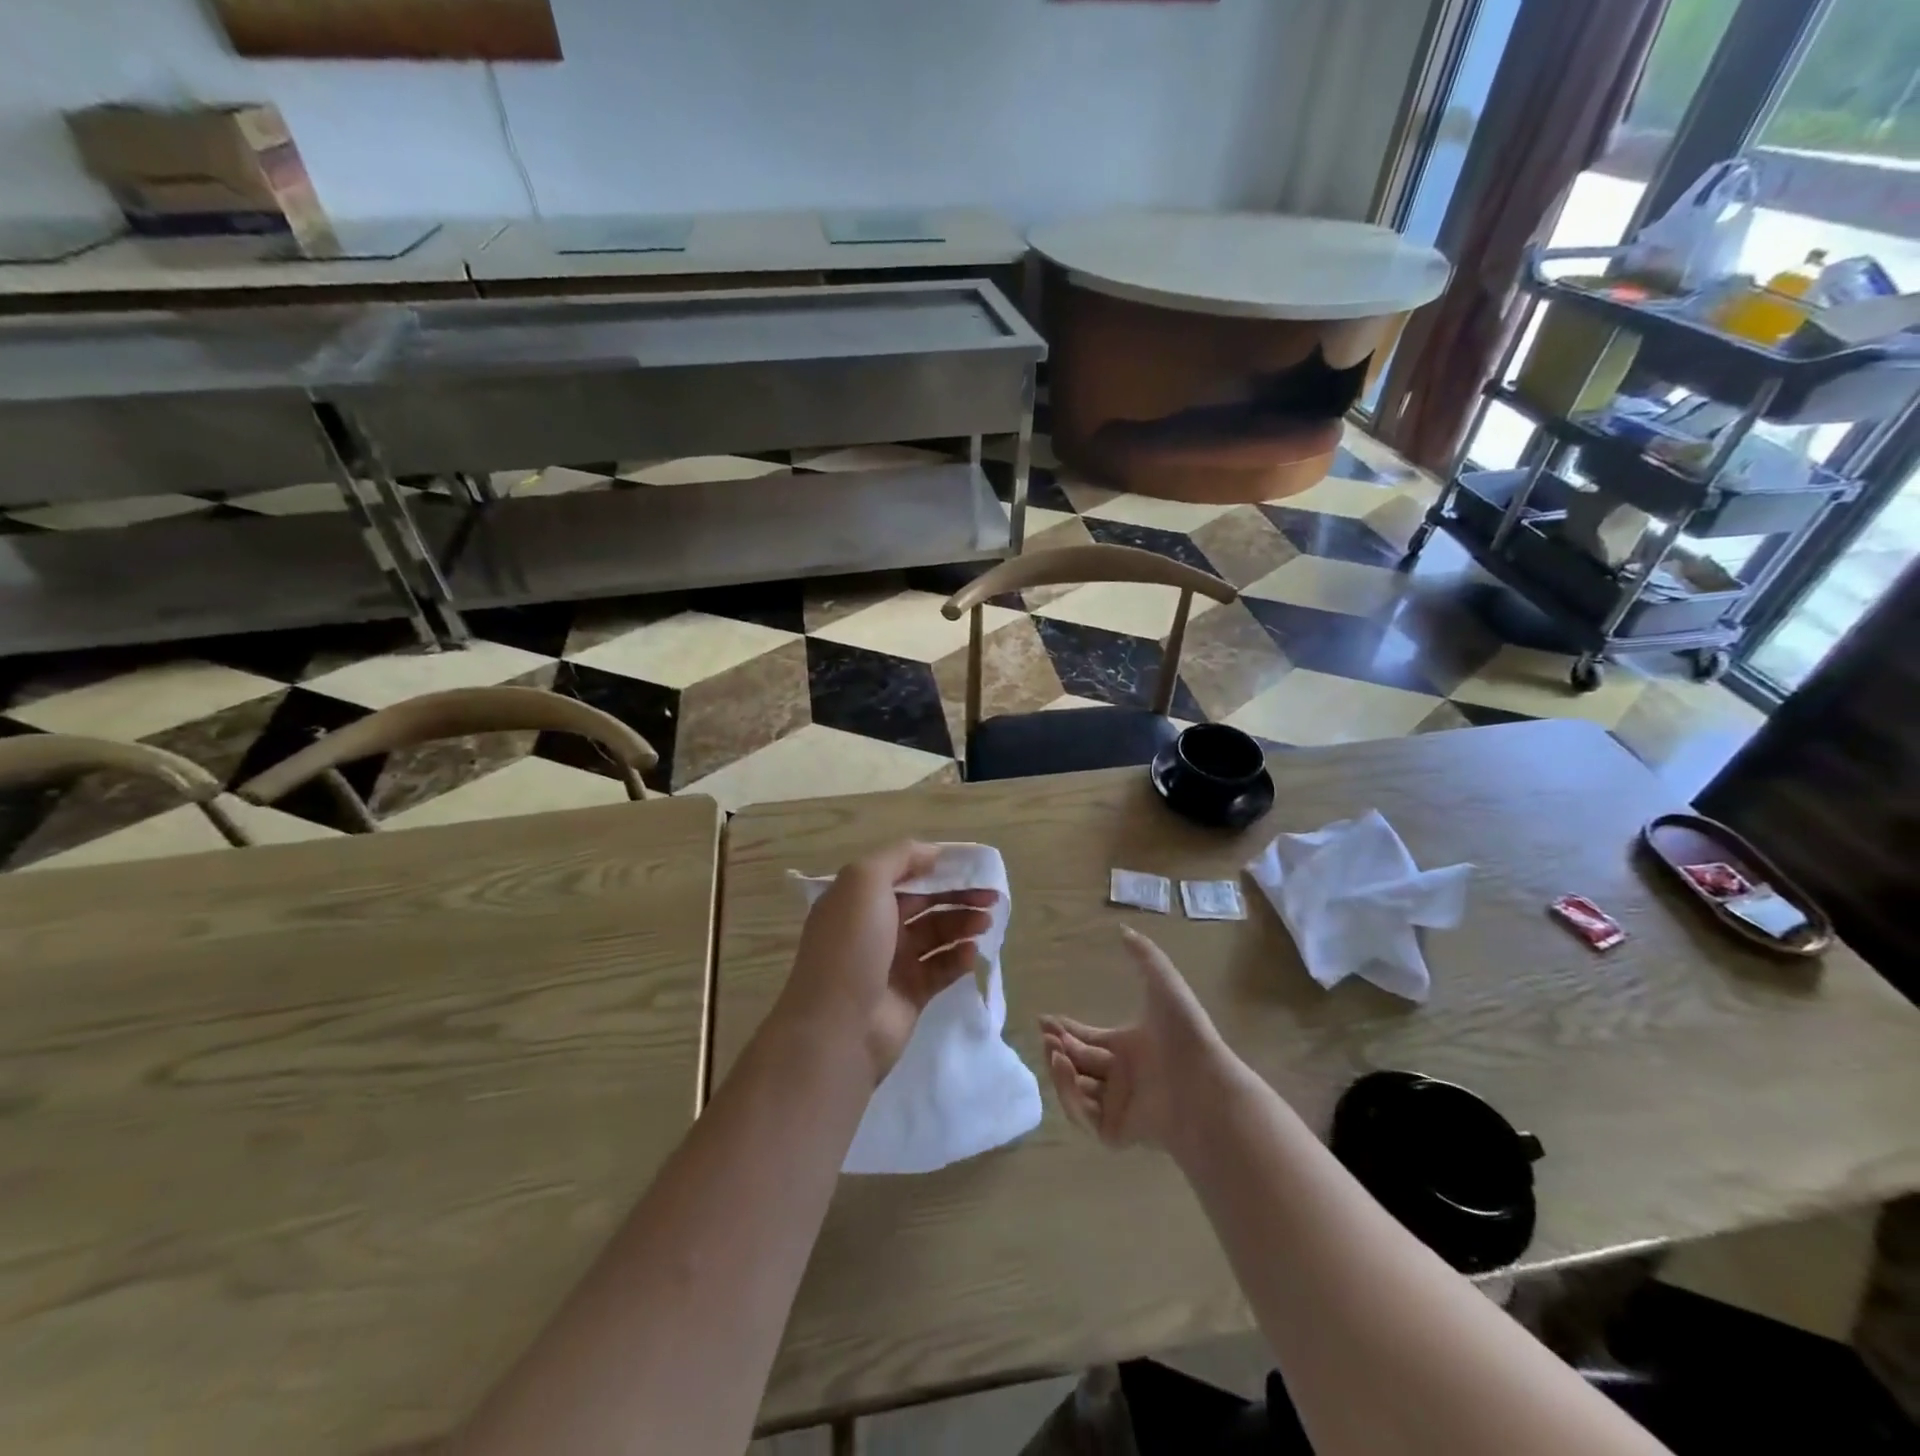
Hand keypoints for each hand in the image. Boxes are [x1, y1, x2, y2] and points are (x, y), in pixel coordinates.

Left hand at [777, 842, 996, 1085]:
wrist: (838, 1026)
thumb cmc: (851, 946)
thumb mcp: (864, 882)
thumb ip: (899, 857)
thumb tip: (933, 852)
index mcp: (859, 898)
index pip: (904, 873)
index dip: (937, 867)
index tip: (972, 865)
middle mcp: (875, 927)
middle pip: (925, 903)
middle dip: (958, 896)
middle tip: (993, 896)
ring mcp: (893, 962)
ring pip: (937, 934)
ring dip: (963, 924)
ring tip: (987, 923)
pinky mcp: (911, 994)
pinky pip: (941, 968)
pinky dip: (959, 958)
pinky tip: (973, 953)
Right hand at [1040, 927, 1235, 1152]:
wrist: (1205, 1084)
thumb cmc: (1184, 1034)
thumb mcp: (1164, 984)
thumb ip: (1145, 956)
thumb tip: (1123, 929)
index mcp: (1129, 1048)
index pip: (1088, 1039)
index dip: (1065, 1030)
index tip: (1043, 1020)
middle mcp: (1121, 1077)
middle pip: (1078, 1063)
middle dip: (1057, 1046)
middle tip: (1044, 1034)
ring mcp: (1118, 1106)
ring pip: (1076, 1090)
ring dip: (1059, 1070)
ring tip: (1054, 1050)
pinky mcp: (1117, 1132)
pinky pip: (1085, 1117)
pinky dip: (1070, 1096)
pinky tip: (1066, 1070)